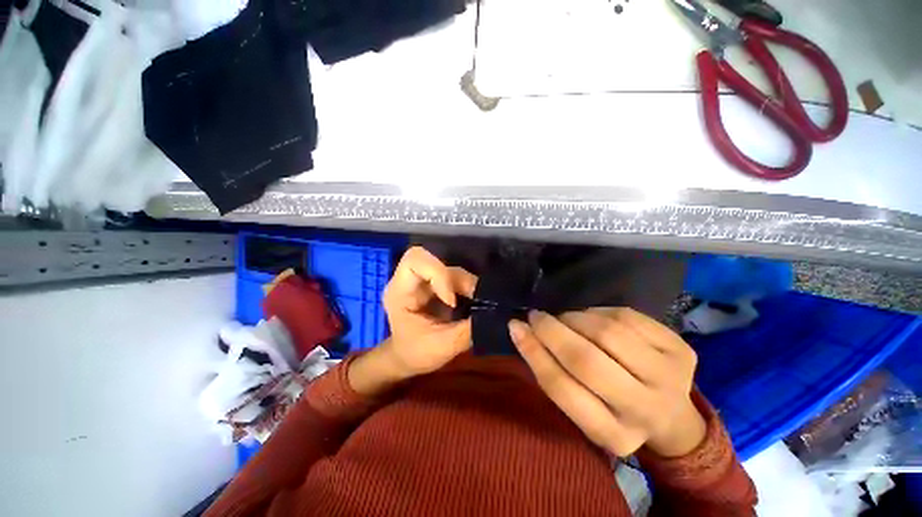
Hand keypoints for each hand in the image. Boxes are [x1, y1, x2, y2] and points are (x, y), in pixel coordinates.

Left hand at [380, 247, 477, 377]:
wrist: (408, 358)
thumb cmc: (416, 354)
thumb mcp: (442, 346)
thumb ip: (469, 330)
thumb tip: (497, 316)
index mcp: (400, 291)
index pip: (415, 260)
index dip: (438, 273)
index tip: (452, 302)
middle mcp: (411, 279)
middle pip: (436, 259)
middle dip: (458, 279)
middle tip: (474, 299)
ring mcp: (425, 280)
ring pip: (450, 268)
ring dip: (467, 284)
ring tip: (479, 304)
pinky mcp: (437, 284)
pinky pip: (456, 277)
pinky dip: (468, 287)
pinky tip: (474, 302)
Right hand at [509, 308, 705, 457]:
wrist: (671, 416)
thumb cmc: (613, 410)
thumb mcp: (580, 405)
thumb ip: (551, 371)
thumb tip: (520, 329)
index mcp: (613, 435)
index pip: (562, 389)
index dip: (533, 352)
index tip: (515, 327)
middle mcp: (646, 411)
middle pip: (587, 360)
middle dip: (552, 331)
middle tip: (536, 316)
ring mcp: (672, 378)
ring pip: (607, 332)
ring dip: (575, 318)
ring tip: (565, 319)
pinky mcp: (682, 350)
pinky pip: (627, 316)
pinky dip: (598, 312)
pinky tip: (592, 318)